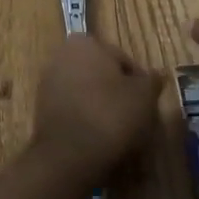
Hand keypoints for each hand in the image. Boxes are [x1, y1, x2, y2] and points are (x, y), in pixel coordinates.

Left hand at [32, 34, 161, 182]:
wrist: (69, 156)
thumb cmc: (111, 115)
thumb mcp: (144, 96)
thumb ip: (152, 81)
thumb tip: (157, 75)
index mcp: (86, 42)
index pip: (123, 60)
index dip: (139, 83)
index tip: (147, 105)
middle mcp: (63, 55)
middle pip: (103, 75)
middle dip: (118, 93)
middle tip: (135, 119)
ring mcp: (49, 82)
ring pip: (87, 93)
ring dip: (102, 107)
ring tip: (118, 134)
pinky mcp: (41, 109)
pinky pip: (74, 110)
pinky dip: (86, 120)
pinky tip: (98, 140)